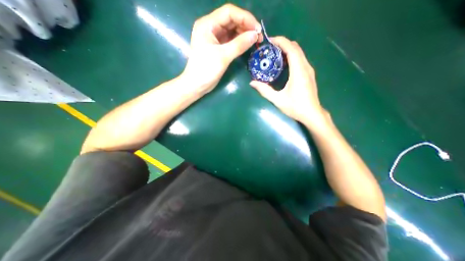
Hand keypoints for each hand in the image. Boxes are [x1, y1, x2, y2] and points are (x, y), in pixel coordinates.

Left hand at [182, 3, 260, 94]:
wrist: (197, 85)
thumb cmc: (206, 70)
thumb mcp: (223, 56)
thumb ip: (239, 45)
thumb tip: (255, 35)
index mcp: (208, 25)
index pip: (229, 13)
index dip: (245, 18)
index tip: (257, 29)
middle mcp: (211, 28)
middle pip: (231, 20)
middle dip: (246, 26)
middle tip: (258, 37)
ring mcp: (214, 38)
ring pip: (232, 30)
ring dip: (244, 34)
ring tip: (255, 41)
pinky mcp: (217, 47)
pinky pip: (230, 40)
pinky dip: (239, 42)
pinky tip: (247, 45)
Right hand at [249, 36, 327, 129]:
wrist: (312, 114)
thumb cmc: (295, 107)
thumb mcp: (278, 100)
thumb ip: (264, 90)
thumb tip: (252, 83)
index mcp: (299, 72)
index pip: (291, 49)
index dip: (281, 42)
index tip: (269, 41)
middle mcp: (306, 67)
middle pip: (296, 48)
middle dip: (283, 44)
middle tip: (269, 48)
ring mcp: (309, 70)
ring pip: (299, 53)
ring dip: (287, 49)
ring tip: (274, 54)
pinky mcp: (309, 74)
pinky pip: (300, 59)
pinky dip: (291, 56)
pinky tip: (283, 63)